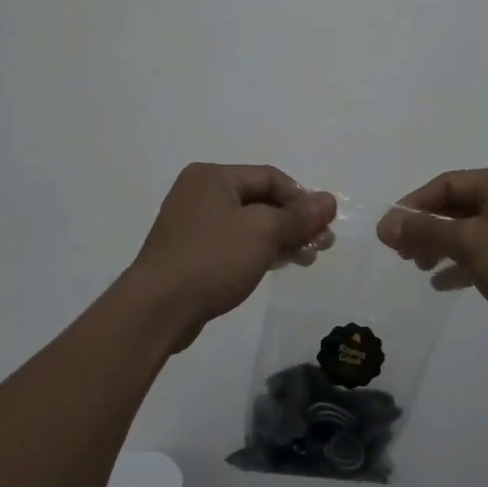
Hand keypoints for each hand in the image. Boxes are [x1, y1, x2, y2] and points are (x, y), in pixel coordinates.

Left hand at [127, 164, 335, 350]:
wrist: (158, 310)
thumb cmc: (212, 259)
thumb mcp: (263, 232)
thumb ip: (299, 216)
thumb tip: (329, 200)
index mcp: (213, 177)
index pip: (270, 177)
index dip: (301, 198)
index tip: (323, 224)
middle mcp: (200, 194)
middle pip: (261, 200)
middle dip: (294, 221)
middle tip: (322, 244)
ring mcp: (193, 225)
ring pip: (250, 224)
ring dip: (282, 238)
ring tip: (308, 258)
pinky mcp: (191, 255)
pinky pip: (234, 244)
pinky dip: (260, 251)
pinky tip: (279, 265)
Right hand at [376, 167, 487, 345]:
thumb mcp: (470, 244)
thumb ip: (425, 230)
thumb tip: (384, 223)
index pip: (447, 184)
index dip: (414, 205)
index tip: (389, 231)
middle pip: (458, 206)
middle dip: (427, 227)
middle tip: (401, 253)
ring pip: (471, 229)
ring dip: (442, 245)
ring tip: (418, 267)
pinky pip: (487, 250)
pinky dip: (463, 262)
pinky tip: (442, 283)